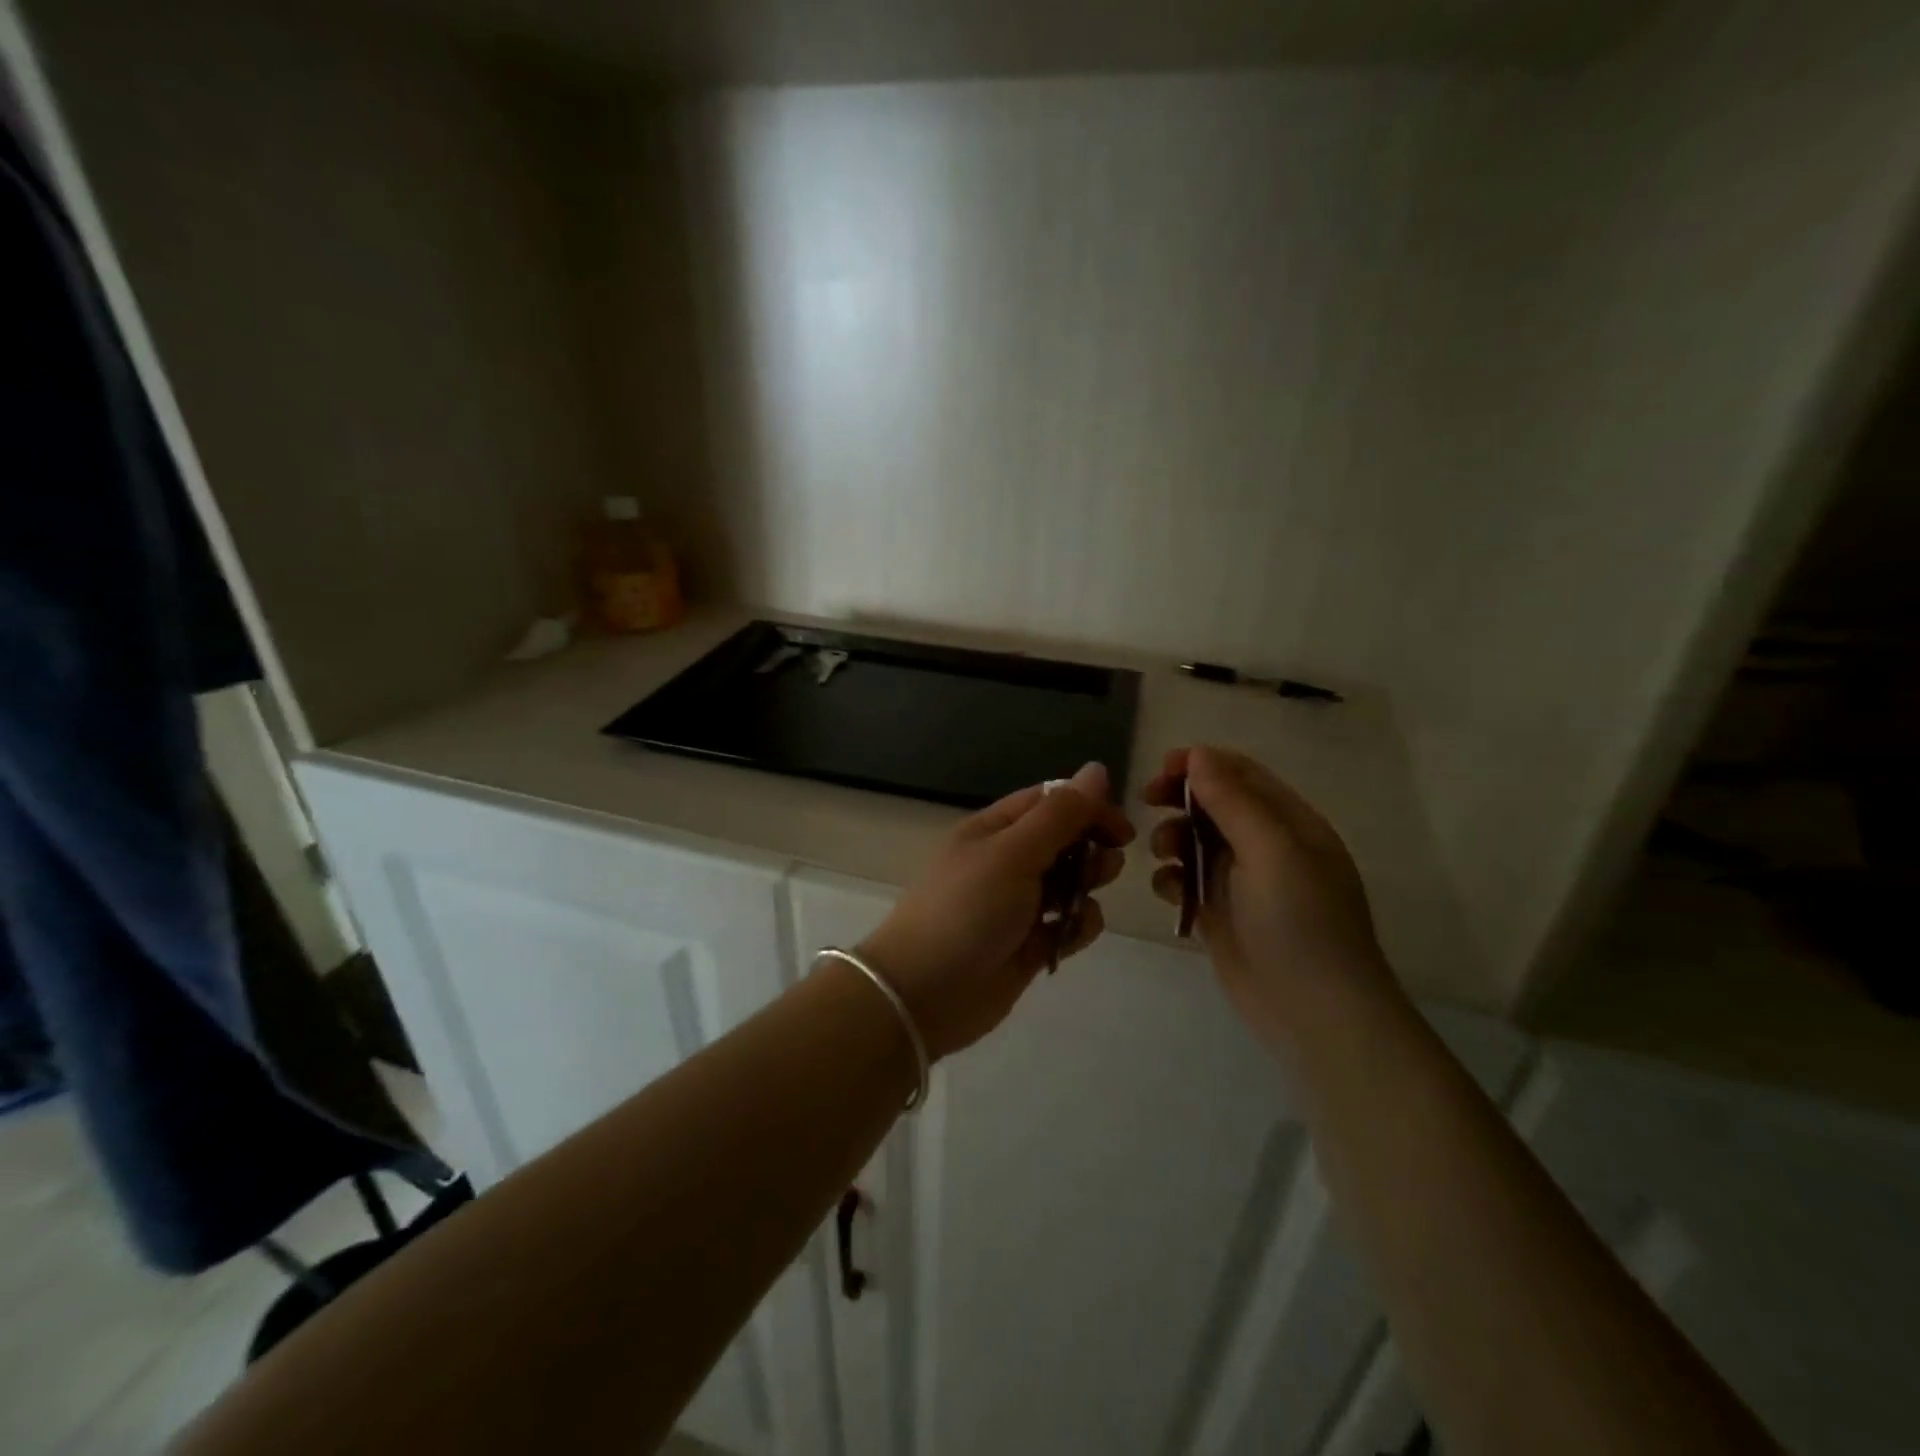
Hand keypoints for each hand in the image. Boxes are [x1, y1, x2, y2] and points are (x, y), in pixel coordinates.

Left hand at [859, 762, 1132, 1060]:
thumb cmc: (967, 910)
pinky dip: (1076, 926)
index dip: (1088, 808)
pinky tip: (1071, 935)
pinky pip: (1066, 924)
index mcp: (994, 829)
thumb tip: (1097, 769)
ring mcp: (1017, 904)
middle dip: (1090, 849)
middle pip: (1063, 840)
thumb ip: (1059, 815)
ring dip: (1087, 887)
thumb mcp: (1013, 853)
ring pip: (1069, 883)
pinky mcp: (1028, 944)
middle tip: (1104, 867)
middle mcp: (1006, 861)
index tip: (1121, 830)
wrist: (925, 993)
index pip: (1050, 801)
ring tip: (1085, 900)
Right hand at [1145, 746, 1392, 1045]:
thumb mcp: (1271, 851)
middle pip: (1212, 803)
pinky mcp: (1220, 913)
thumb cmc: (1300, 921)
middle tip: (1146, 802)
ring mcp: (1241, 881)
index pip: (1240, 773)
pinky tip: (1171, 893)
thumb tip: (1197, 754)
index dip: (1200, 763)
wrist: (1315, 1012)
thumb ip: (1232, 801)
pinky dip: (1172, 880)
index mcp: (1289, 822)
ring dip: (1172, 838)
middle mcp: (1266, 845)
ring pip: (1194, 840)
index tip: (1160, 768)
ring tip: (1164, 855)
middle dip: (1178, 798)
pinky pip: (1186, 881)